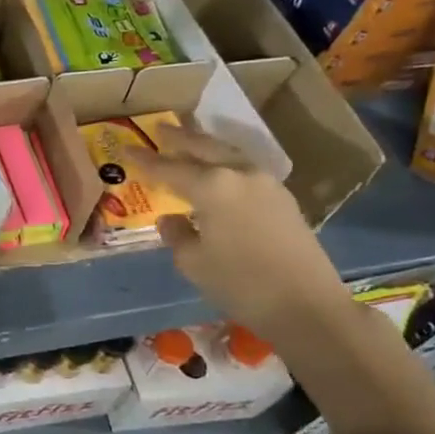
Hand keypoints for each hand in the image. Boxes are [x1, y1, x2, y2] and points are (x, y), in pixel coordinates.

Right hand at [122, 126, 354, 346]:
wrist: (307, 305)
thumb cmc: (241, 283)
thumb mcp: (193, 262)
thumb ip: (176, 234)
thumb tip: (171, 218)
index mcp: (212, 186)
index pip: (168, 167)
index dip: (145, 160)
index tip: (126, 150)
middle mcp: (239, 174)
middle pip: (203, 147)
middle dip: (180, 137)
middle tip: (160, 128)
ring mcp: (265, 183)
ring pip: (228, 153)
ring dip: (205, 145)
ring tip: (188, 140)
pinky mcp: (282, 198)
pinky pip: (244, 168)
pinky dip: (225, 162)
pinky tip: (218, 170)